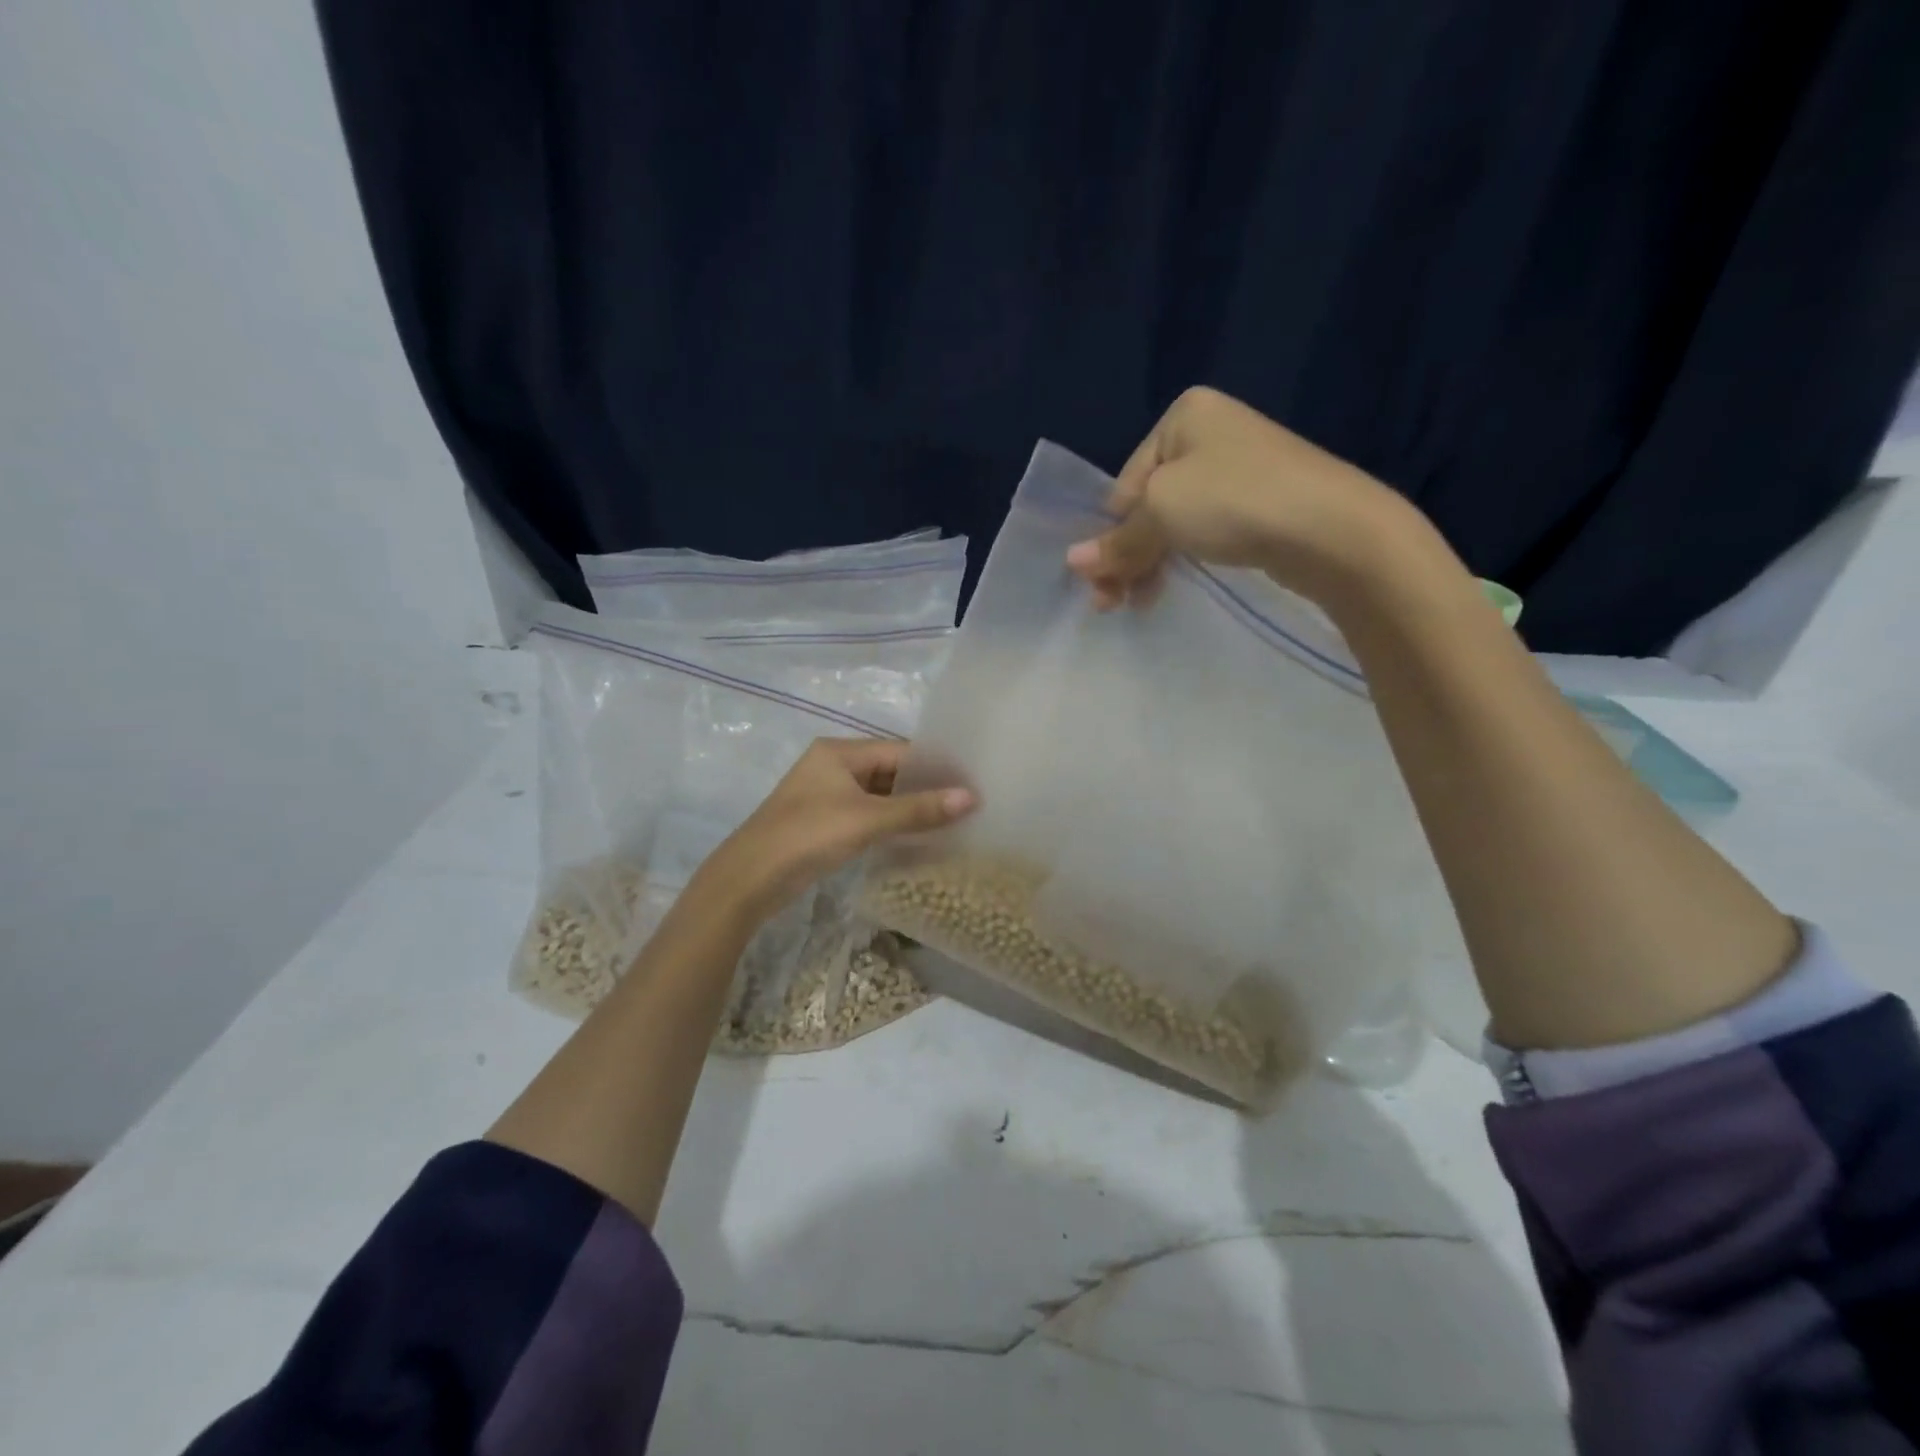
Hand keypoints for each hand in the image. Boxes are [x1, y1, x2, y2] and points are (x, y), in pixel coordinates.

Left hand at [690, 739, 975, 922]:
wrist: (748, 879)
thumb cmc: (808, 836)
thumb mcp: (867, 820)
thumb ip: (919, 810)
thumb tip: (971, 798)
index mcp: (839, 751)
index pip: (900, 751)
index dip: (935, 767)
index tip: (971, 783)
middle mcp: (833, 765)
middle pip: (890, 770)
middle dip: (925, 787)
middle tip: (967, 803)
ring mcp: (827, 794)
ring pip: (879, 794)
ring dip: (909, 807)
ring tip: (951, 820)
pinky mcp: (824, 821)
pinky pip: (868, 813)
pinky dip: (891, 822)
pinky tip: (918, 835)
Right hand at [1064, 386, 1411, 610]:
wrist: (1332, 529)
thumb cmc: (1234, 502)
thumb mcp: (1161, 514)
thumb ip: (1117, 541)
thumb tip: (1072, 562)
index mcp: (1183, 416)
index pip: (1125, 484)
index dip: (1108, 535)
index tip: (1100, 581)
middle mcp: (1211, 433)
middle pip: (1148, 504)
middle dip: (1126, 555)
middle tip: (1111, 603)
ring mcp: (1240, 468)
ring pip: (1175, 522)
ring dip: (1149, 564)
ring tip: (1139, 604)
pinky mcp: (1262, 504)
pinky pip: (1205, 531)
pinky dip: (1183, 559)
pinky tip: (1170, 587)